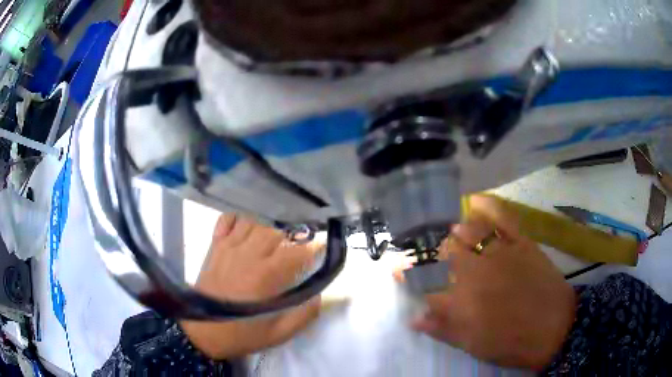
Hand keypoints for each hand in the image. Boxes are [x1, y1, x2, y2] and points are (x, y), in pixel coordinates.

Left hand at [180, 214, 321, 359]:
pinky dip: (240, 219)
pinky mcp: (215, 246)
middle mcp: (248, 255)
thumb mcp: (279, 334)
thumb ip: (304, 315)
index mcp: (266, 276)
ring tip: (274, 240)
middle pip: (276, 230)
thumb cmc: (242, 333)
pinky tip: (247, 230)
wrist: (202, 332)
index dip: (314, 248)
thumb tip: (319, 294)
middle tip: (298, 248)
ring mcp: (228, 247)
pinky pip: (228, 220)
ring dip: (268, 227)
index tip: (322, 249)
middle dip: (293, 236)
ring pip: (254, 221)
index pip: (297, 251)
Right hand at [407, 195, 575, 369]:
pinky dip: (487, 206)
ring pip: (467, 232)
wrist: (555, 328)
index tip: (396, 269)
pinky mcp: (521, 242)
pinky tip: (475, 201)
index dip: (407, 276)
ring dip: (453, 233)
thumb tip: (414, 317)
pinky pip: (501, 217)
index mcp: (462, 303)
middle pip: (443, 253)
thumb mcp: (474, 345)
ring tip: (450, 236)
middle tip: (430, 258)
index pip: (423, 284)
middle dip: (431, 254)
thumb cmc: (512, 343)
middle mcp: (476, 273)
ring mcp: (500, 253)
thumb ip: (443, 329)